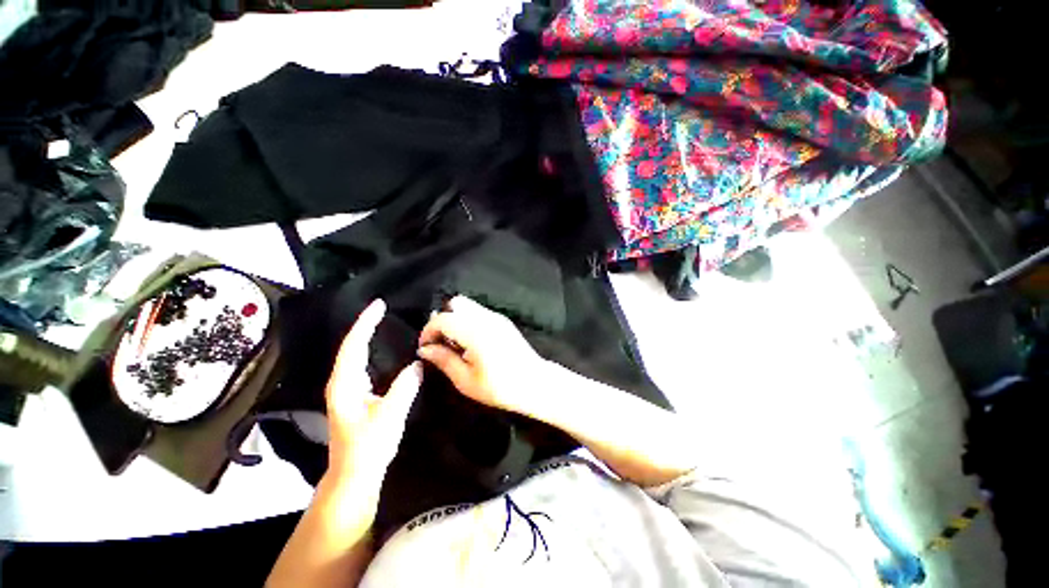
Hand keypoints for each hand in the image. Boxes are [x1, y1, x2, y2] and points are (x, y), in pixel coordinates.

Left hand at [324, 299, 421, 495]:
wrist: (354, 474)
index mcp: (345, 384)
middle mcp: (341, 382)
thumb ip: (405, 387)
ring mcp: (346, 388)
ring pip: (354, 354)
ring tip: (381, 321)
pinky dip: (370, 350)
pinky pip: (362, 364)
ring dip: (366, 335)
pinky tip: (381, 348)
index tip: (379, 305)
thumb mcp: (390, 416)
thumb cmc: (368, 447)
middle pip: (351, 346)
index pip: (353, 345)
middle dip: (365, 325)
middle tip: (383, 308)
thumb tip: (418, 364)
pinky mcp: (354, 394)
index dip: (365, 323)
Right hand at [418, 296, 545, 414]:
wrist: (534, 383)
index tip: (425, 347)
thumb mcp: (466, 380)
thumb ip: (444, 359)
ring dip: (456, 319)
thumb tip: (425, 349)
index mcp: (474, 331)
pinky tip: (471, 342)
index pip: (442, 319)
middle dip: (443, 318)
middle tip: (442, 341)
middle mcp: (485, 317)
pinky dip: (468, 321)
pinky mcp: (503, 321)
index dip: (428, 331)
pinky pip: (479, 312)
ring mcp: (496, 317)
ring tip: (456, 343)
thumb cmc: (499, 387)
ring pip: (468, 306)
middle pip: (456, 303)